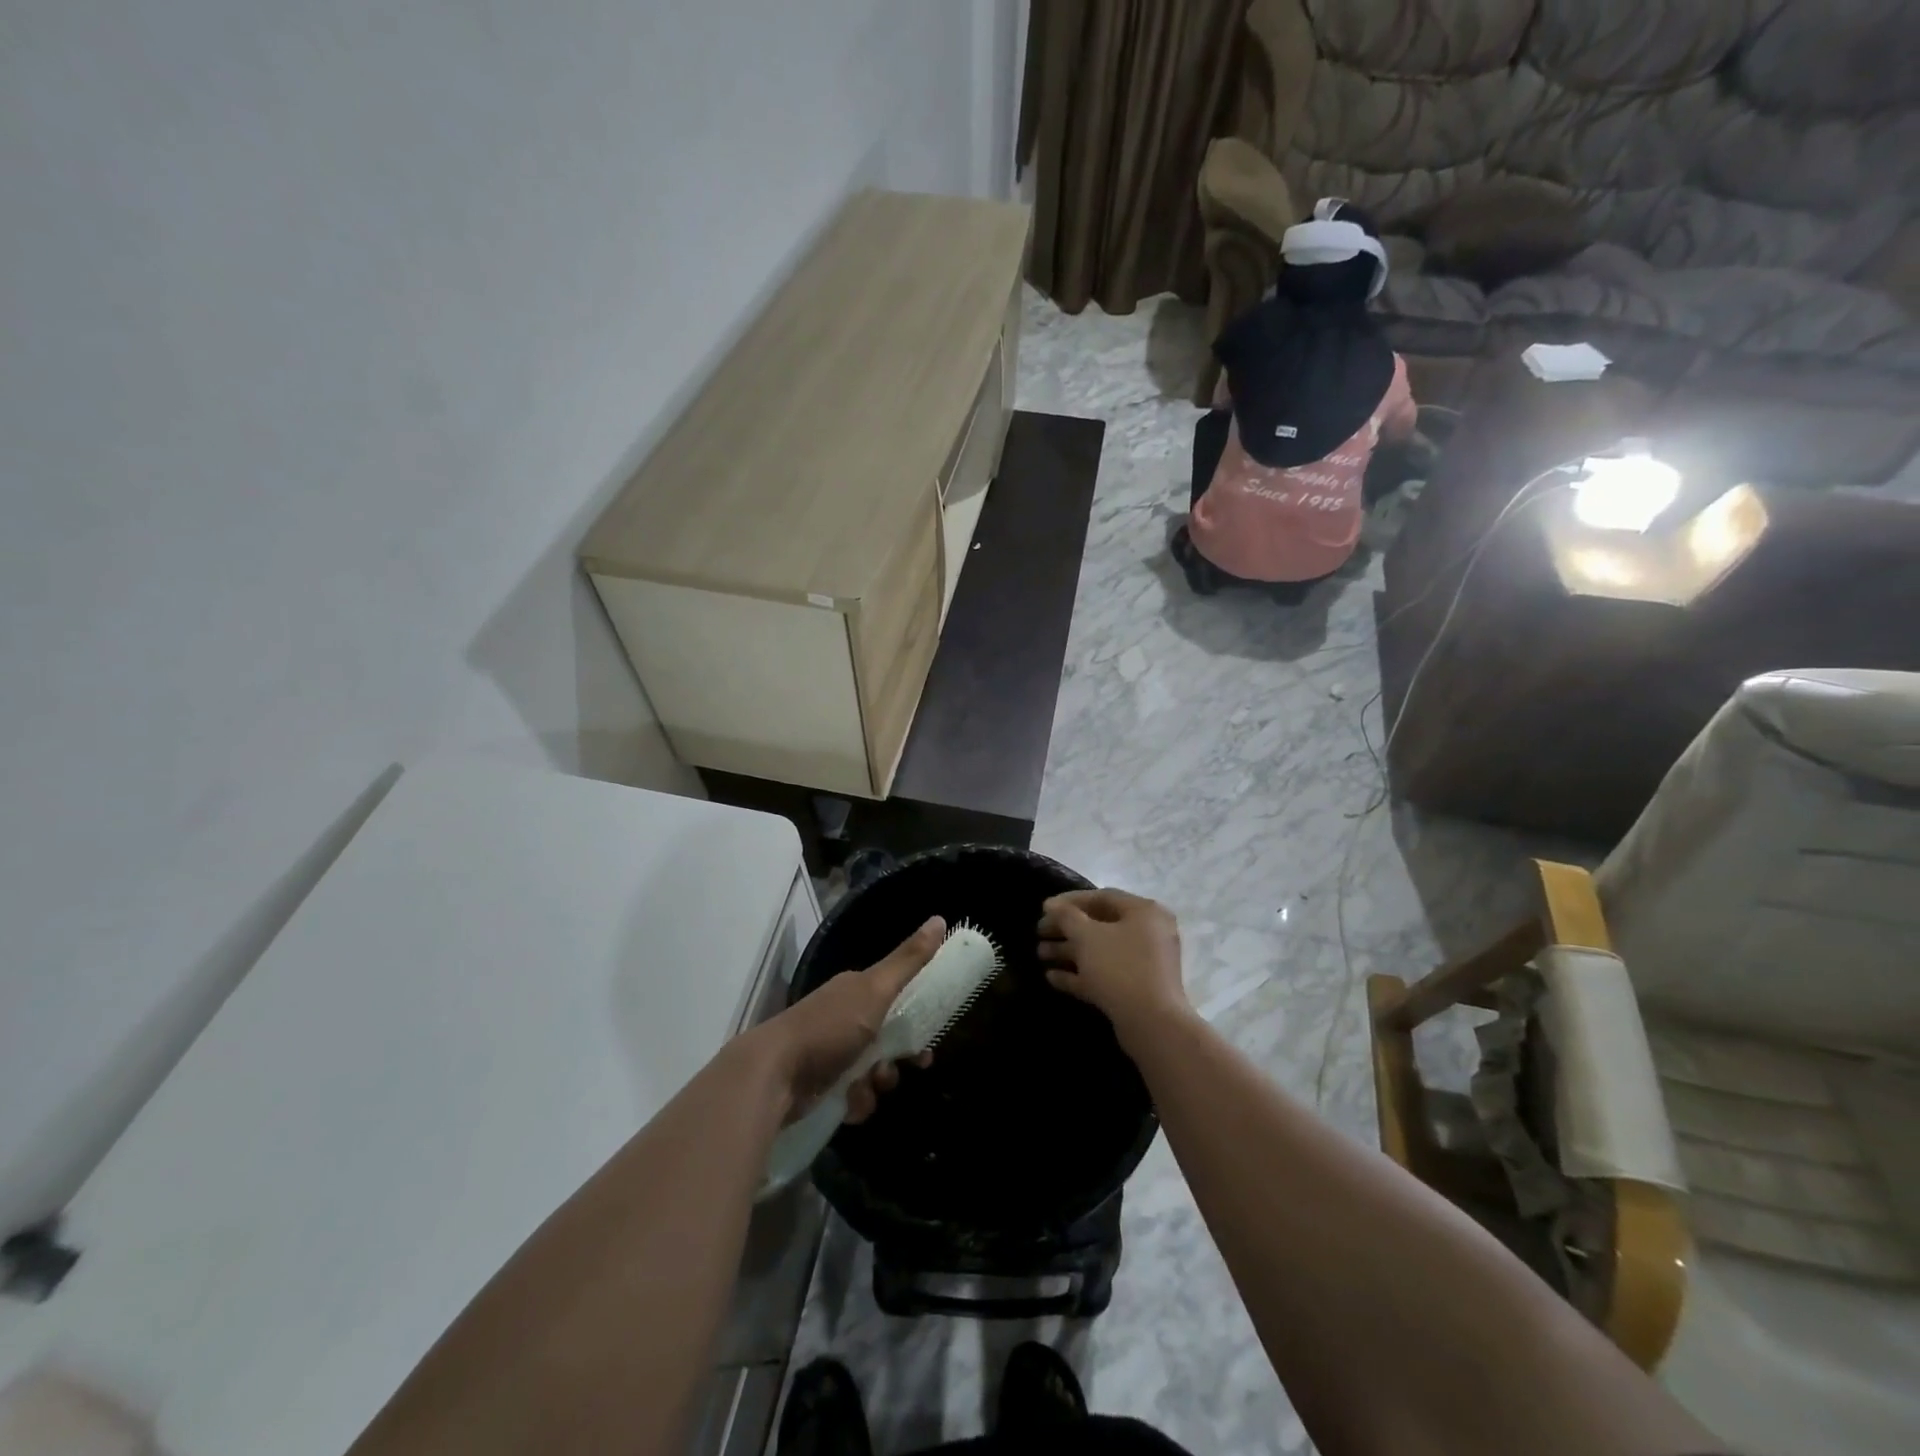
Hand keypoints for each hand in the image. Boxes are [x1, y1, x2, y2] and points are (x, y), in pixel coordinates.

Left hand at [752, 916, 943, 1123]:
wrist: (774, 1075)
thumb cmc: (829, 1027)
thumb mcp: (875, 989)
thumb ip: (908, 960)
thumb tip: (940, 919)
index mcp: (855, 990)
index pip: (896, 997)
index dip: (917, 1014)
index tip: (932, 1035)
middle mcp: (843, 1018)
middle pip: (888, 1038)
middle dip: (900, 1056)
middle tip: (914, 1065)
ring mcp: (830, 1053)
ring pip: (873, 1072)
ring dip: (877, 1083)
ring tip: (866, 1085)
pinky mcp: (820, 1087)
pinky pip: (855, 1097)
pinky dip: (856, 1102)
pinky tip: (848, 1102)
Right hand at [1038, 890, 1186, 1047]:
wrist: (1152, 1024)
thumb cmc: (1119, 968)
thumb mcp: (1086, 936)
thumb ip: (1066, 916)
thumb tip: (1051, 905)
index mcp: (1144, 912)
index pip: (1103, 897)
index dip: (1070, 901)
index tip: (1044, 908)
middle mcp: (1148, 933)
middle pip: (1100, 925)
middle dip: (1066, 928)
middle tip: (1039, 932)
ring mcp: (1144, 964)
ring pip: (1101, 951)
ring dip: (1069, 952)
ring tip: (1040, 954)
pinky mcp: (1136, 990)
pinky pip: (1105, 975)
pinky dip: (1080, 974)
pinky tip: (1052, 977)